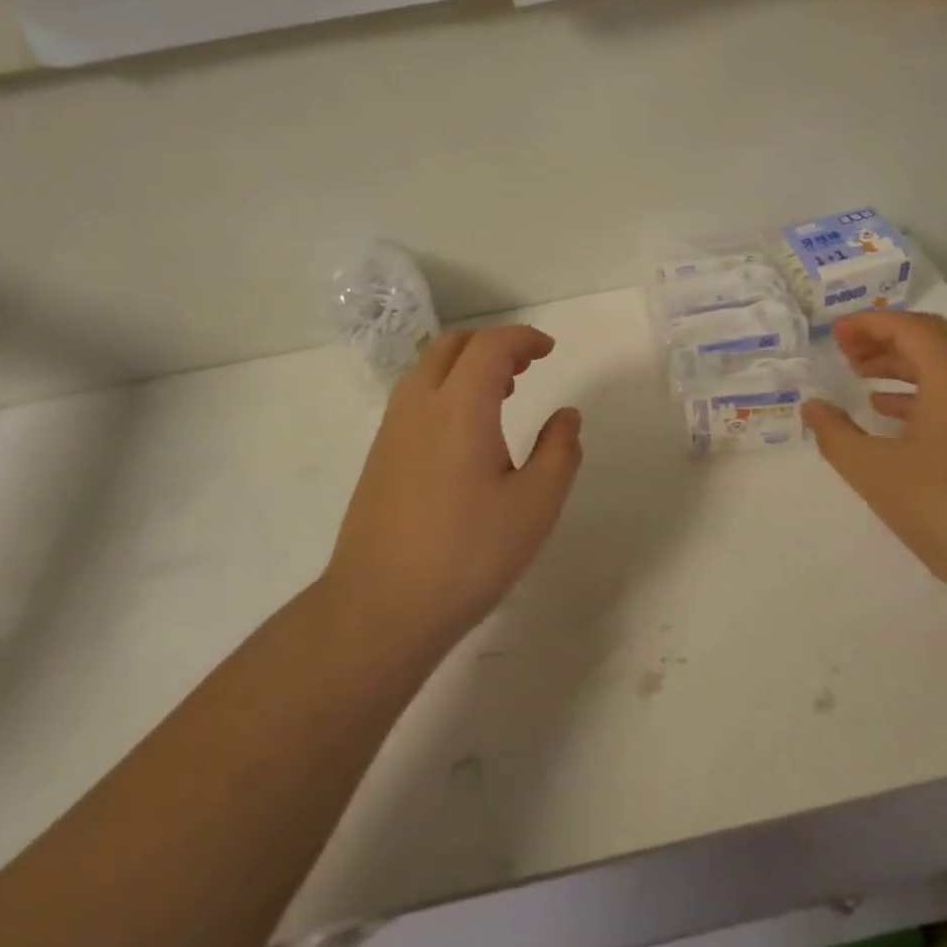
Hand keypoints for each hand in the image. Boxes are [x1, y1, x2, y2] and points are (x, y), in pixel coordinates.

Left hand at [323, 326, 583, 648]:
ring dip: (467, 366)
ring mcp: (392, 430)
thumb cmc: (467, 555)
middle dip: (493, 344)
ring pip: (429, 369)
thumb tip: (566, 416)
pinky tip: (466, 433)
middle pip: (453, 345)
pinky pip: (416, 397)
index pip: (490, 346)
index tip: (549, 351)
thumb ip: (559, 452)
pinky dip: (446, 389)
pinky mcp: (379, 456)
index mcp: (460, 406)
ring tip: (502, 395)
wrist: (379, 608)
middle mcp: (420, 404)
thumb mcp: (535, 506)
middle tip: (527, 367)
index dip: (523, 338)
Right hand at [801, 311, 946, 605]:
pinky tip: (894, 418)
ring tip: (863, 380)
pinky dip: (924, 393)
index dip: (868, 324)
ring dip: (904, 366)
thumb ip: (836, 434)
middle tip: (847, 354)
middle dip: (886, 340)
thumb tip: (813, 407)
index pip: (909, 327)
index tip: (835, 335)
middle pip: (933, 339)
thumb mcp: (874, 472)